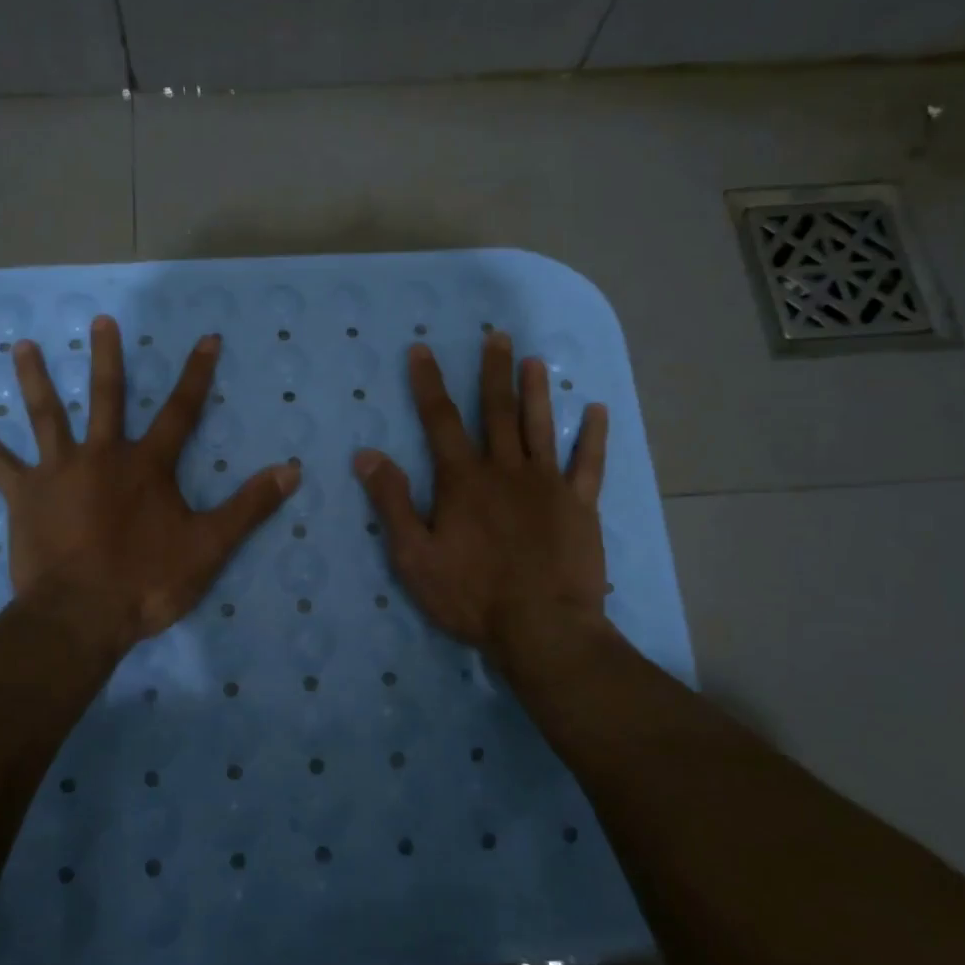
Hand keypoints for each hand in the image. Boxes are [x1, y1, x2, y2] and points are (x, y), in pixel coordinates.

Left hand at [0, 317, 298, 654]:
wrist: (81, 615)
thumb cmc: (147, 581)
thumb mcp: (210, 546)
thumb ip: (249, 506)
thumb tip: (292, 469)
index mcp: (148, 465)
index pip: (182, 410)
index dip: (197, 374)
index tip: (207, 337)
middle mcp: (102, 455)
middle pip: (107, 397)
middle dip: (108, 358)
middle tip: (100, 320)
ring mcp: (58, 472)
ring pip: (46, 415)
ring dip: (35, 378)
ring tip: (22, 345)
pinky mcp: (24, 496)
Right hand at [352, 333, 613, 679]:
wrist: (541, 628)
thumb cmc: (470, 595)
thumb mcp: (414, 555)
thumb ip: (392, 502)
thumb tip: (367, 454)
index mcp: (463, 480)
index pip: (440, 420)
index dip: (428, 384)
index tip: (422, 350)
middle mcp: (506, 470)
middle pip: (496, 411)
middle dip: (492, 372)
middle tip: (496, 336)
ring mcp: (548, 485)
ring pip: (541, 426)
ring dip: (537, 392)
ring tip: (535, 360)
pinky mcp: (580, 505)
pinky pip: (589, 463)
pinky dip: (593, 436)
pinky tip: (596, 411)